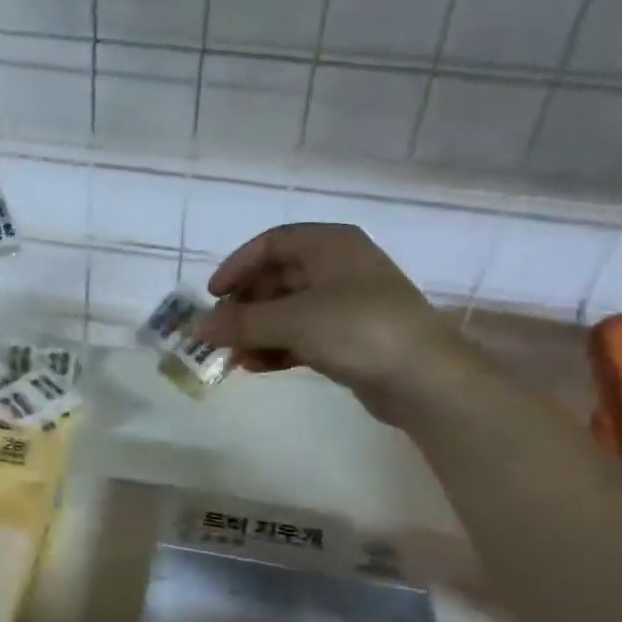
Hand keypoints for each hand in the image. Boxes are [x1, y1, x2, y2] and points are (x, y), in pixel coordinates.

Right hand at [196, 223, 463, 423]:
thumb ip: (241, 322)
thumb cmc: (357, 329)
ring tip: (231, 356)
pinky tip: (255, 368)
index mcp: (330, 245)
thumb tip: (197, 326)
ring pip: (289, 311)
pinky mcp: (352, 338)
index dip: (237, 266)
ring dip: (257, 331)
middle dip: (244, 307)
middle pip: (278, 279)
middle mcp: (339, 267)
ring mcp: (347, 304)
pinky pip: (304, 335)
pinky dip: (278, 348)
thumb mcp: (292, 320)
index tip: (212, 295)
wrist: (425, 378)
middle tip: (218, 331)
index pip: (271, 244)